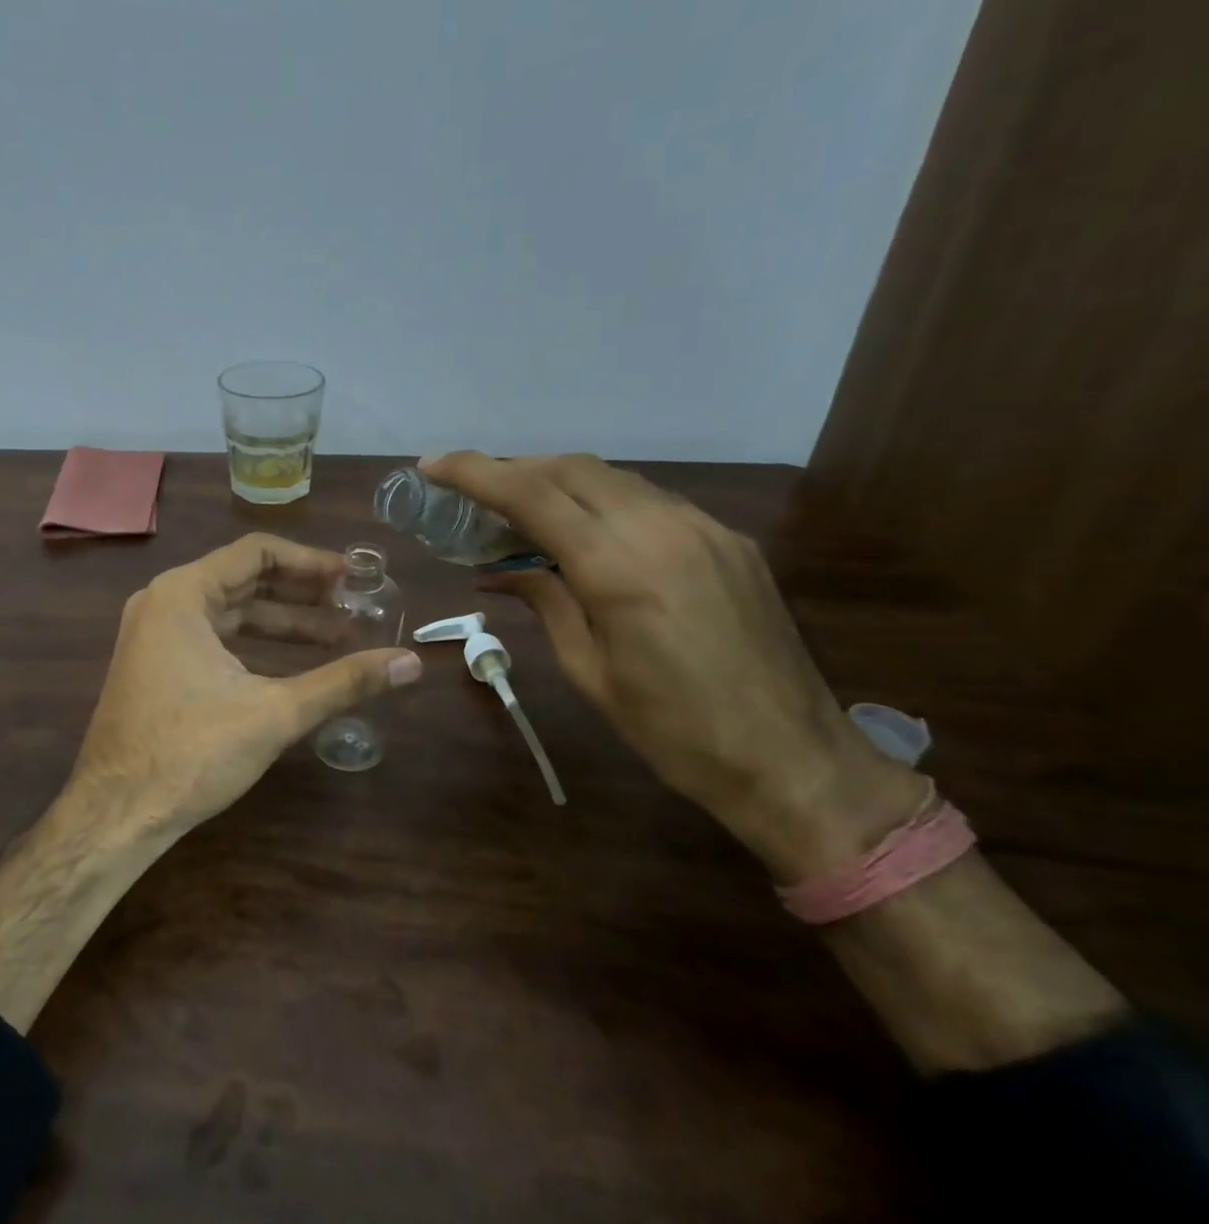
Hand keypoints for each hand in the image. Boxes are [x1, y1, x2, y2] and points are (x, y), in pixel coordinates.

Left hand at [64, 533, 421, 840]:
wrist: (116, 814)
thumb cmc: (191, 752)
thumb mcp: (275, 712)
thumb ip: (344, 682)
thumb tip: (412, 663)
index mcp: (183, 594)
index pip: (257, 553)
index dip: (311, 562)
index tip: (353, 578)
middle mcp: (164, 603)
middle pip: (244, 580)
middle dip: (302, 595)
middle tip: (354, 607)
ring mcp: (154, 635)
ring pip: (230, 613)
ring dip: (282, 624)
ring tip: (339, 638)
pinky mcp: (155, 666)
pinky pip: (213, 638)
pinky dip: (254, 646)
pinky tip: (294, 666)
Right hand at [423, 452, 919, 877]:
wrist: (791, 757)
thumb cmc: (671, 730)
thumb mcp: (588, 670)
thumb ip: (544, 601)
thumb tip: (497, 568)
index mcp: (619, 568)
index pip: (532, 494)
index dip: (475, 472)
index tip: (433, 466)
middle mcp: (661, 529)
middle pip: (570, 468)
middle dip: (512, 469)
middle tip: (471, 493)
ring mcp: (702, 528)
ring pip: (611, 477)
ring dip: (556, 481)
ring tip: (519, 509)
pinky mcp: (727, 539)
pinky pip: (648, 499)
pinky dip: (601, 500)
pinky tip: (584, 530)